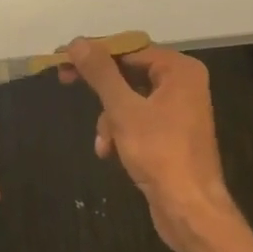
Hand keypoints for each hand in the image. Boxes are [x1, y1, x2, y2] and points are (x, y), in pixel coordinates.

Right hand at [60, 39, 239, 251]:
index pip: (129, 48)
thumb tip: (78, 42)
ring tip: (103, 142)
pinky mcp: (172, 135)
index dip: (95, 53)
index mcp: (179, 70)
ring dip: (109, 119)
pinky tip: (109, 152)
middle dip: (102, 89)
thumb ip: (101, 74)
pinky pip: (138, 120)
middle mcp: (183, 84)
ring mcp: (179, 110)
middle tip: (64, 81)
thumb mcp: (124, 110)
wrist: (190, 209)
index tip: (62, 58)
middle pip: (130, 72)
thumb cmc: (160, 153)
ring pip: (130, 100)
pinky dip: (121, 133)